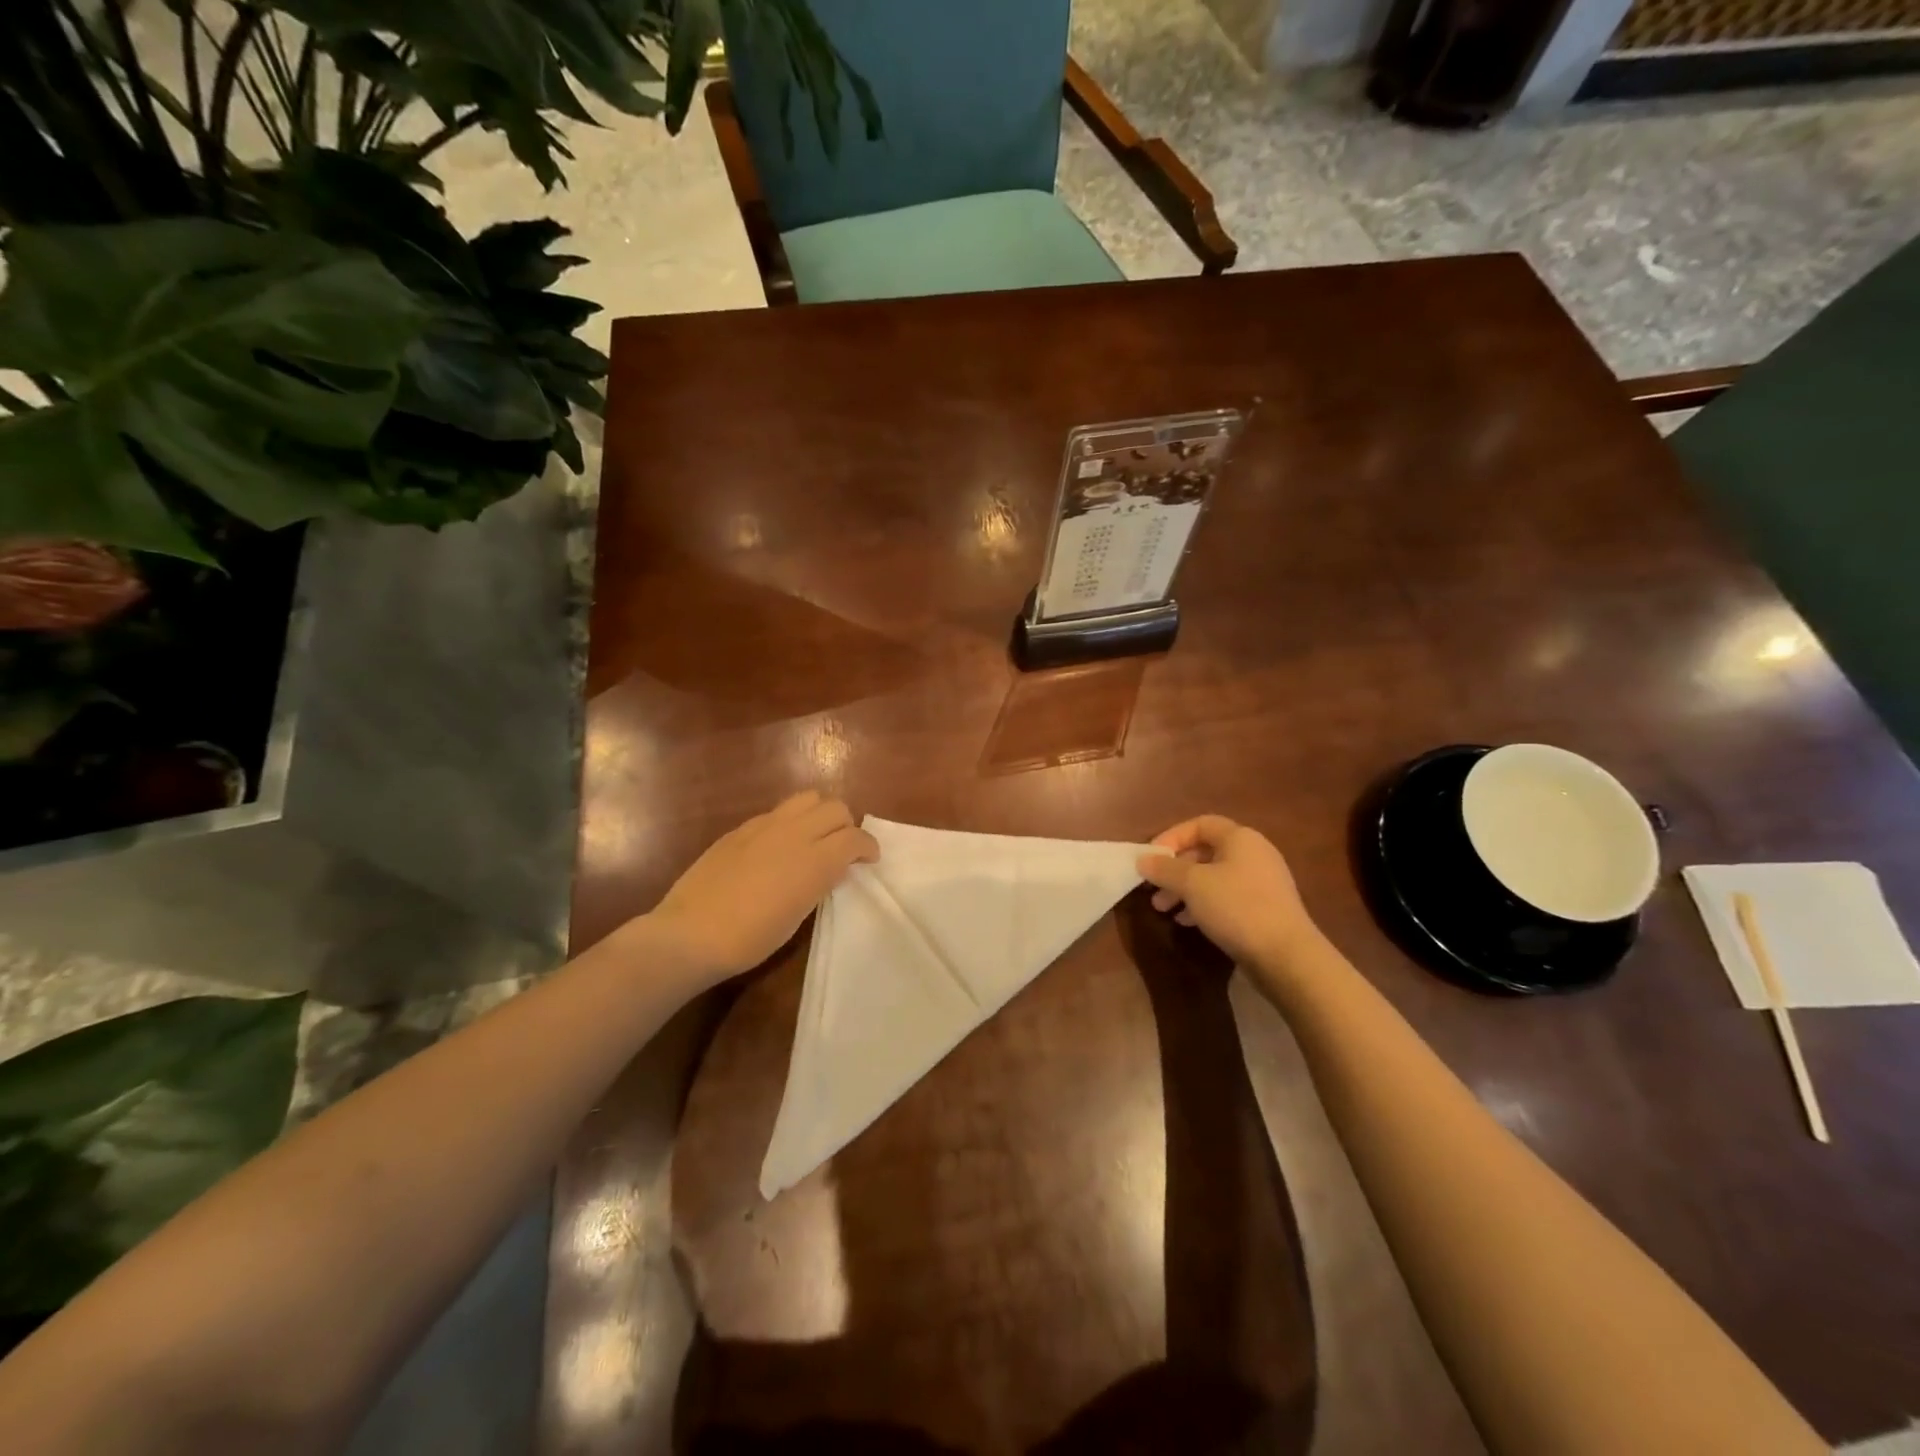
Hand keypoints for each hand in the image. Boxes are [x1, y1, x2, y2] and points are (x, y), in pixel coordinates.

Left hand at [647, 792, 878, 983]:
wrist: (690, 934)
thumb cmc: (749, 939)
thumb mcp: (797, 916)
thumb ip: (820, 883)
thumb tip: (833, 867)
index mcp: (814, 860)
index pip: (855, 837)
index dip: (868, 847)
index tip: (869, 860)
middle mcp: (794, 833)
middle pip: (836, 808)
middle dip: (847, 826)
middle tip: (842, 849)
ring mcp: (765, 826)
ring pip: (808, 798)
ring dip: (820, 814)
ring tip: (814, 838)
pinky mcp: (741, 828)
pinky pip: (777, 812)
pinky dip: (791, 822)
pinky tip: (779, 846)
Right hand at [1137, 815, 1319, 969]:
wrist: (1286, 956)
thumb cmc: (1236, 907)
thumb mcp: (1192, 884)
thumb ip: (1164, 869)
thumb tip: (1143, 860)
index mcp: (1240, 839)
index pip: (1200, 824)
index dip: (1172, 836)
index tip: (1151, 858)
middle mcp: (1254, 854)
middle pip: (1205, 852)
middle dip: (1174, 869)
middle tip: (1153, 888)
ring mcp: (1262, 883)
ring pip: (1213, 877)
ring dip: (1184, 890)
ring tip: (1163, 909)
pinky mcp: (1264, 909)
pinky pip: (1226, 898)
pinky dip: (1203, 905)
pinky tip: (1187, 922)